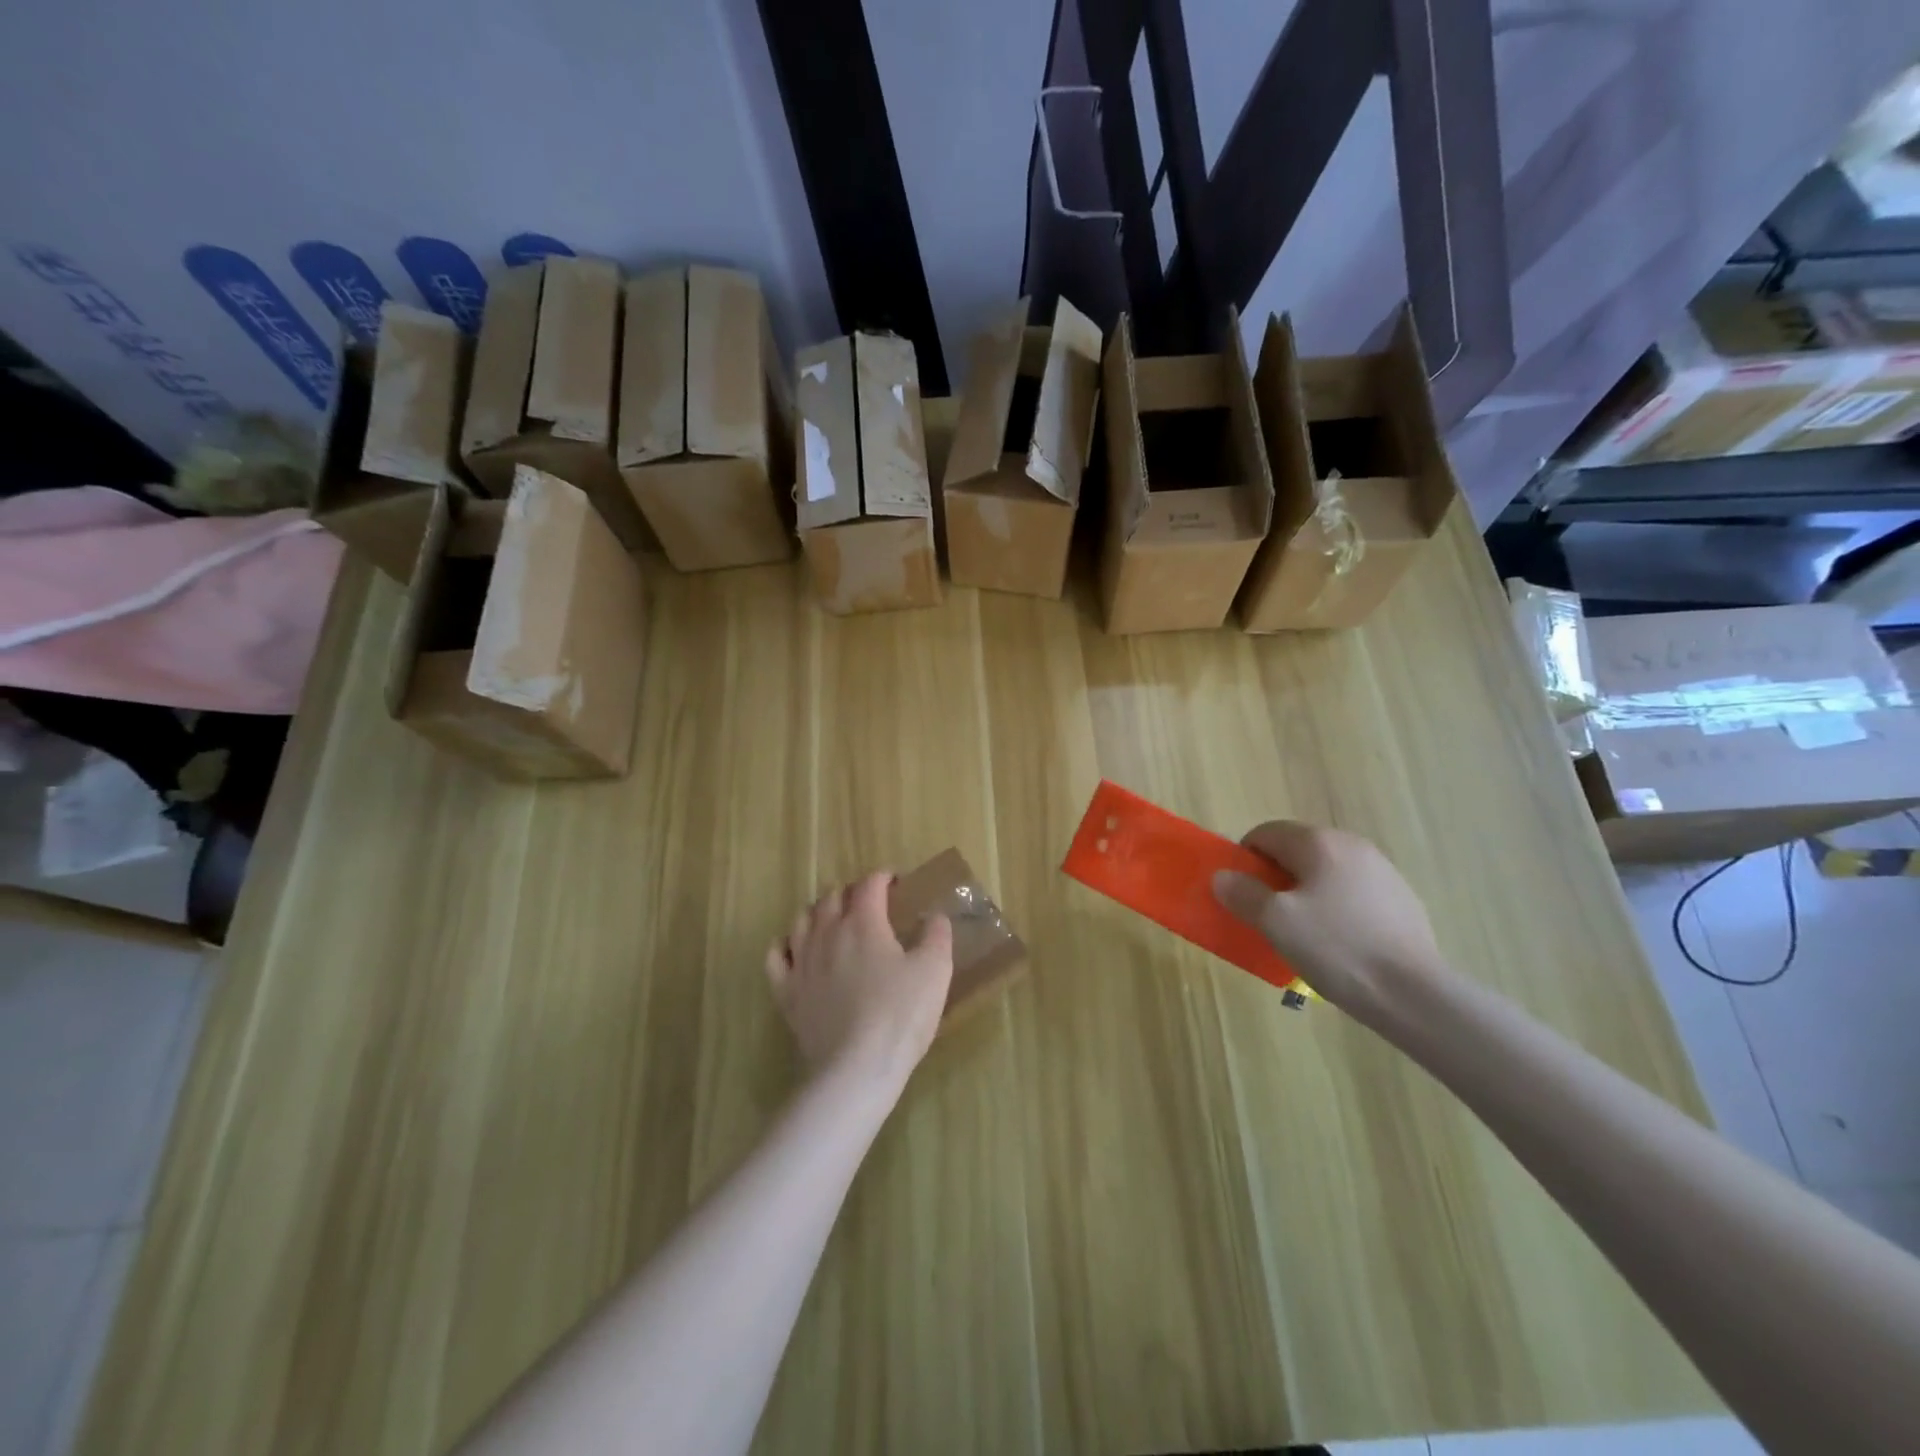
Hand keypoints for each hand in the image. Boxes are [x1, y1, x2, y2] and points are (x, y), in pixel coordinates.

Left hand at [766, 872, 954, 1093]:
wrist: (855, 1069)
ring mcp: (802, 962)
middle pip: (832, 897)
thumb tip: (935, 915)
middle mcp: (827, 933)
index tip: (896, 882)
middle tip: (868, 902)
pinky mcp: (787, 993)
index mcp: (864, 923)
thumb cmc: (900, 1015)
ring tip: (832, 918)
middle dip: (851, 892)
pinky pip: (776, 956)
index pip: (870, 885)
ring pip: (802, 920)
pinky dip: (785, 944)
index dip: (883, 877)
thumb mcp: (935, 971)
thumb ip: (936, 936)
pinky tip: (795, 948)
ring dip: (818, 911)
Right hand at [1212, 821, 1446, 1022]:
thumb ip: (1243, 894)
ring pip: (1326, 872)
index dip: (1245, 858)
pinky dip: (1335, 908)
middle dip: (1275, 877)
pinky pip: (1352, 893)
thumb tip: (1223, 877)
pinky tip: (1339, 944)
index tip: (1241, 893)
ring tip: (1303, 933)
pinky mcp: (1402, 900)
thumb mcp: (1275, 922)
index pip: (1266, 833)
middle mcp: (1352, 845)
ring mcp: (1382, 872)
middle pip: (1297, 850)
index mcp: (1319, 843)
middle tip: (1267, 915)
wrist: (1414, 994)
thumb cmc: (1336, 948)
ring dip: (1306, 893)